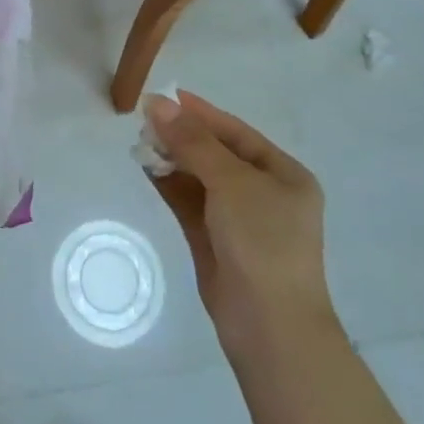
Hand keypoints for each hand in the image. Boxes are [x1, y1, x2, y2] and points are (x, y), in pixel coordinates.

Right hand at [145, 90, 335, 359]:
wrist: (269, 326)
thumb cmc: (262, 242)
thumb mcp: (232, 183)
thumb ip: (193, 142)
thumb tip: (158, 104)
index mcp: (284, 175)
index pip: (236, 133)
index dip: (200, 113)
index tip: (164, 96)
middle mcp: (263, 193)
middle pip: (216, 153)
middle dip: (182, 136)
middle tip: (144, 120)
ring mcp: (238, 219)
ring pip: (199, 177)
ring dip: (171, 159)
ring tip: (139, 141)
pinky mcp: (214, 240)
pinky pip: (189, 202)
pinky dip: (169, 184)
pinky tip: (145, 167)